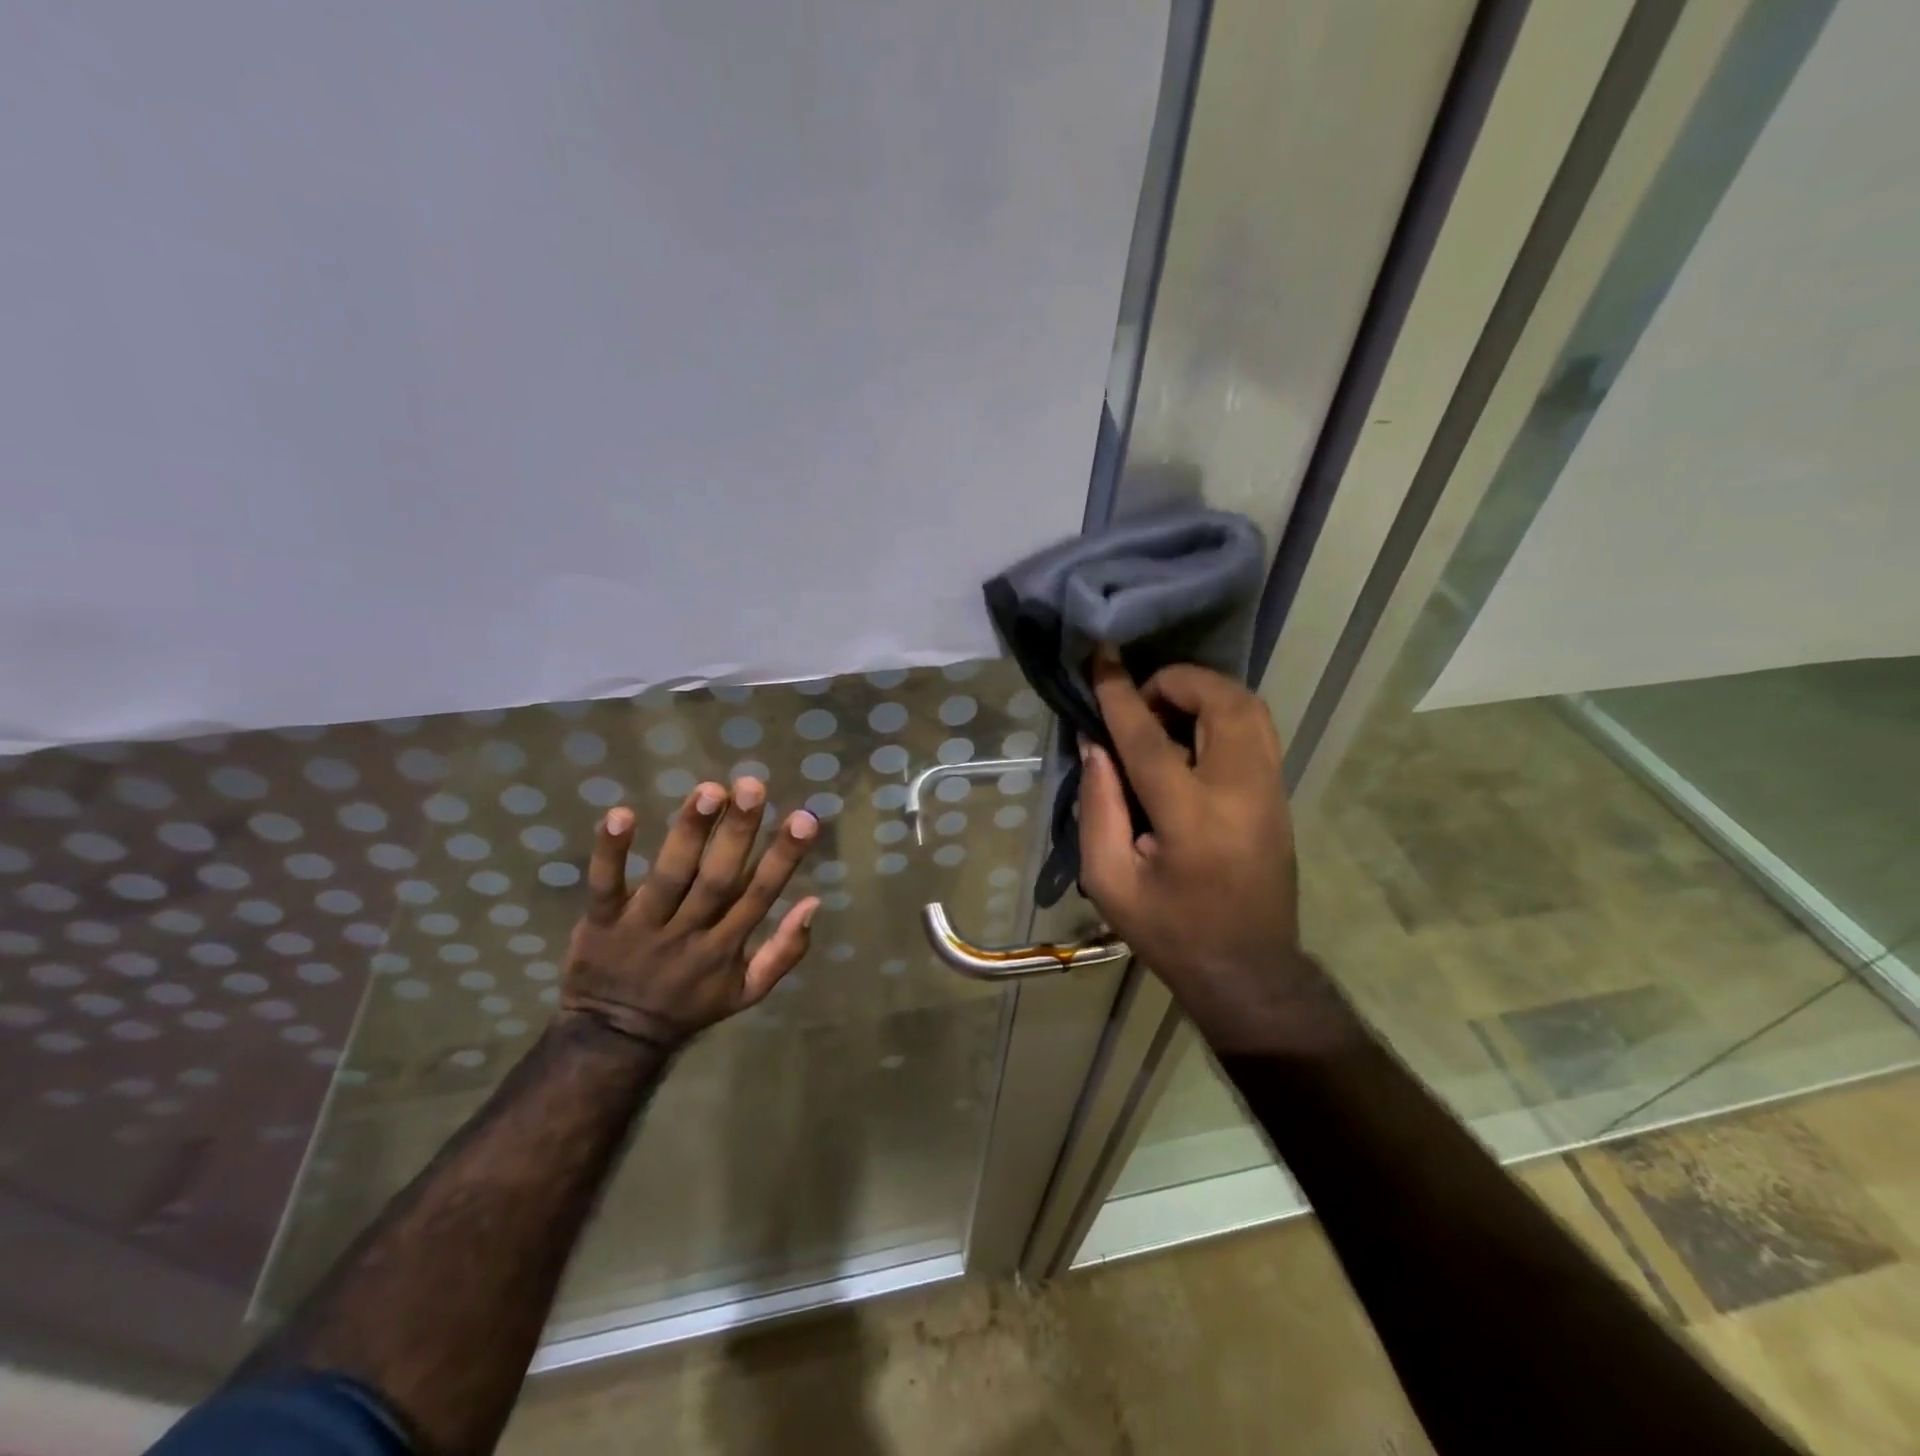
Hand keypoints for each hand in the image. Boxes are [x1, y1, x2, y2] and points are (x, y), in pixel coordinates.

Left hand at [560, 778, 818, 1050]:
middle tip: (751, 786)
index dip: (783, 857)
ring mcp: (643, 927)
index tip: (805, 818)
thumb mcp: (747, 991)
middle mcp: (689, 933)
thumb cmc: (689, 1004)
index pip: (761, 895)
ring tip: (708, 790)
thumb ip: (785, 951)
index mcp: (726, 947)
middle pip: (717, 879)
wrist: (614, 1038)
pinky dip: (611, 853)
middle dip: (736, 832)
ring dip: (689, 832)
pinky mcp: (601, 923)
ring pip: (669, 876)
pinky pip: (605, 886)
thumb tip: (814, 902)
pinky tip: (620, 814)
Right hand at [1078, 657, 1351, 1054]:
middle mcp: (1241, 792)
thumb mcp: (1110, 882)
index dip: (1120, 693)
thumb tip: (1096, 745)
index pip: (1149, 737)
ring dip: (1206, 692)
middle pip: (1222, 702)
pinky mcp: (1280, 797)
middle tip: (1141, 697)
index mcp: (1191, 818)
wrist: (1248, 972)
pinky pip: (1258, 730)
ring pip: (1251, 708)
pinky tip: (1192, 735)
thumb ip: (1098, 807)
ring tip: (1166, 711)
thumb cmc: (1170, 933)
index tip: (1101, 659)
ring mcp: (1270, 791)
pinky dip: (1223, 713)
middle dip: (1178, 680)